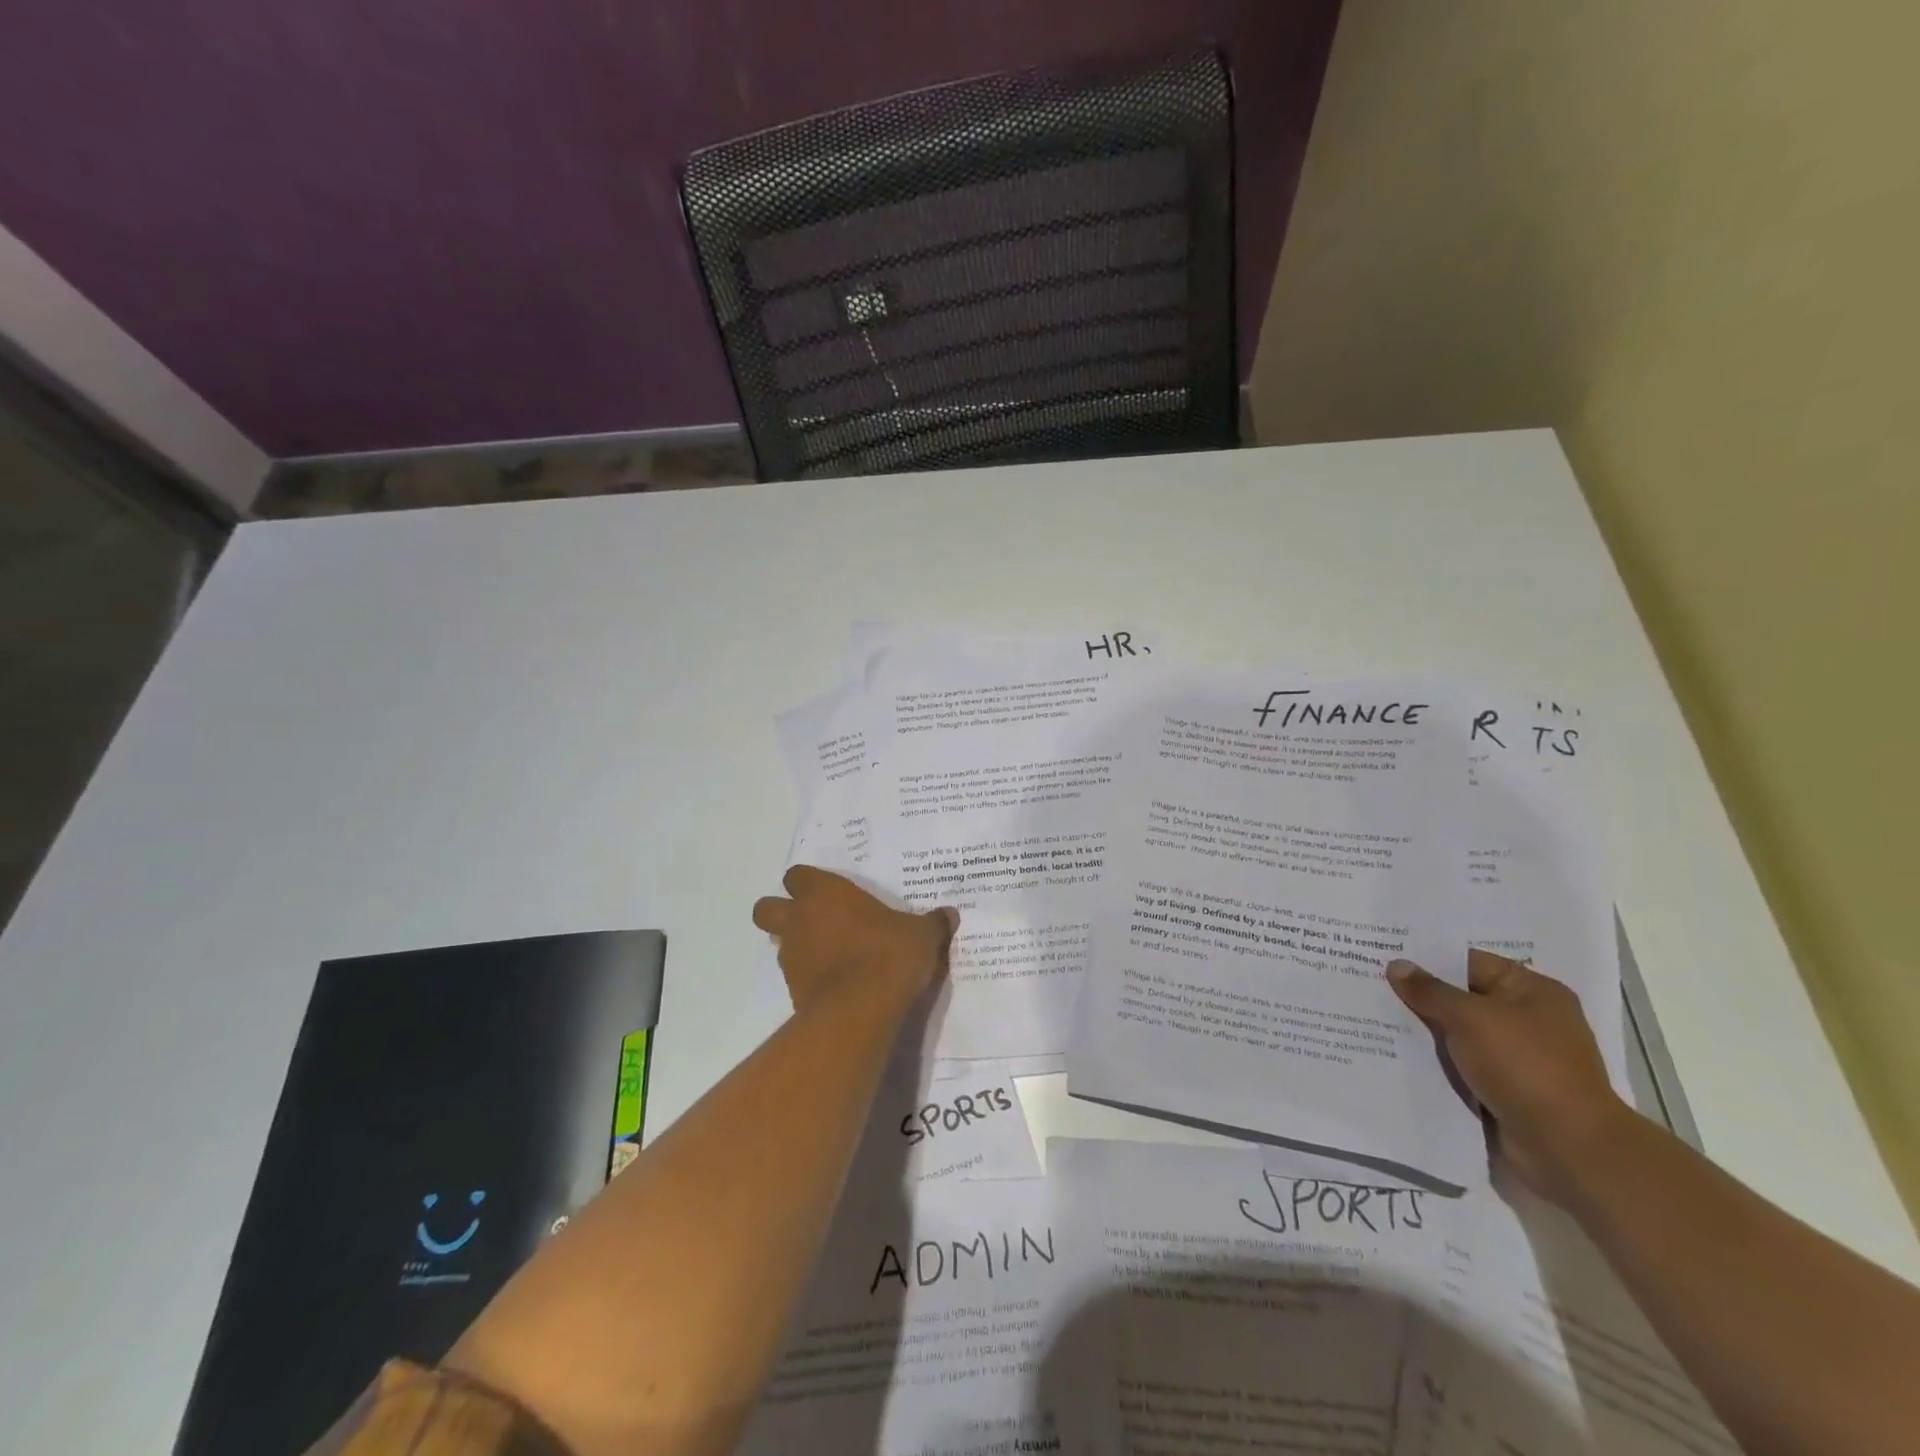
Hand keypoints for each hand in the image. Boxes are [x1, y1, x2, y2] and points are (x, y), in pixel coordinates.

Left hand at [752, 865, 957, 1016]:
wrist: (861, 1008)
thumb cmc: (888, 954)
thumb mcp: (921, 935)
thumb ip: (932, 923)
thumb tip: (950, 914)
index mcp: (825, 892)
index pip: (797, 875)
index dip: (808, 882)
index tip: (828, 892)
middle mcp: (800, 919)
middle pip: (766, 908)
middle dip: (781, 911)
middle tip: (812, 921)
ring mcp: (791, 956)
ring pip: (777, 943)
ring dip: (795, 945)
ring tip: (827, 955)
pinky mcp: (792, 990)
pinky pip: (793, 975)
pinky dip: (807, 976)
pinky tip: (833, 983)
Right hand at [1388, 949, 1635, 1205]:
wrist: (1567, 1148)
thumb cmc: (1524, 1066)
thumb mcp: (1470, 1018)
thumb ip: (1430, 990)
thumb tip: (1397, 965)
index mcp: (1533, 992)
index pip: (1469, 963)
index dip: (1427, 959)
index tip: (1383, 956)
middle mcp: (1527, 1020)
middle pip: (1461, 998)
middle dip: (1420, 996)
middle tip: (1369, 984)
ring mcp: (1517, 1058)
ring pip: (1457, 1035)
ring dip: (1423, 1032)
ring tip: (1372, 1016)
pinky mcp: (1505, 1089)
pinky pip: (1460, 1066)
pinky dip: (1434, 1062)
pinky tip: (1395, 1054)